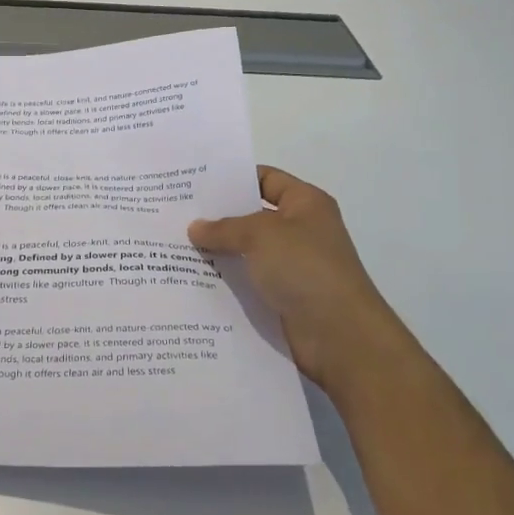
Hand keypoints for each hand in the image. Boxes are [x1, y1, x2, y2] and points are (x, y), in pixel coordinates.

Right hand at [189, 166, 415, 397]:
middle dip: (217, 216)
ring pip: (245, 250)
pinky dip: (224, 278)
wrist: (339, 336)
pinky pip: (247, 280)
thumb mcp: (261, 235)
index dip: (233, 178)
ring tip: (174, 245)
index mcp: (305, 203)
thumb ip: (224, 228)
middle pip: (251, 215)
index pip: (265, 179)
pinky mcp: (281, 296)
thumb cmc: (305, 269)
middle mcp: (300, 230)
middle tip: (176, 213)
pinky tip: (192, 277)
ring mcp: (291, 265)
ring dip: (217, 250)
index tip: (195, 183)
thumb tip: (195, 227)